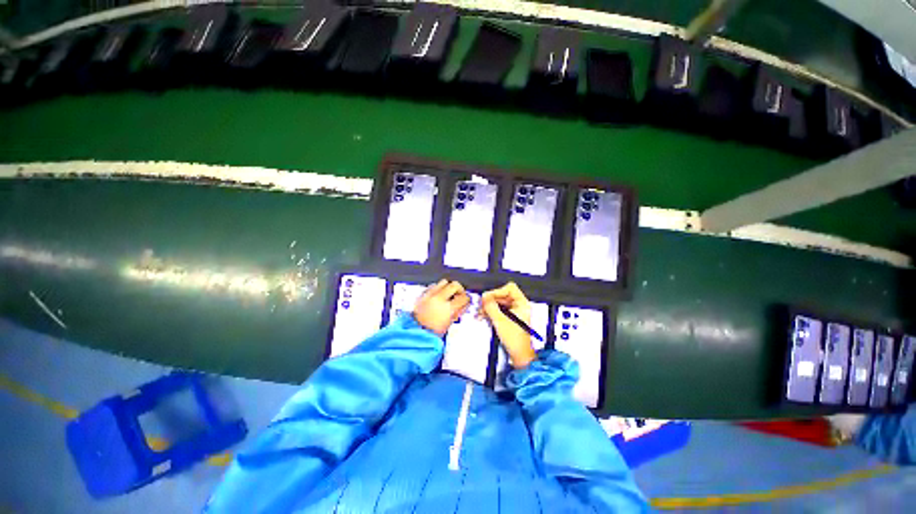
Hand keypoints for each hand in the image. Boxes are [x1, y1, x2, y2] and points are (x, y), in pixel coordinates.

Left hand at [413, 279, 469, 335]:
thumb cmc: (431, 333)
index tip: (466, 301)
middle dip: (459, 289)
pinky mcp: (422, 295)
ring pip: (443, 282)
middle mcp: (439, 298)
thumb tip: (462, 305)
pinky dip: (437, 288)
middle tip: (459, 295)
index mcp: (448, 308)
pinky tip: (437, 296)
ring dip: (448, 287)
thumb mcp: (449, 324)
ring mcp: (430, 295)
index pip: (463, 297)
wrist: (414, 332)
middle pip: (455, 285)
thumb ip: (457, 313)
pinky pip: (433, 286)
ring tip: (448, 294)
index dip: (467, 299)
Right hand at [480, 282, 535, 368]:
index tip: (488, 297)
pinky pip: (498, 309)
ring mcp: (514, 311)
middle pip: (503, 295)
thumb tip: (484, 296)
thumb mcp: (500, 321)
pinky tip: (483, 315)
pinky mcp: (509, 317)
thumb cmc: (516, 340)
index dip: (498, 291)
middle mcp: (519, 306)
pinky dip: (491, 311)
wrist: (519, 355)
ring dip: (489, 306)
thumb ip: (491, 307)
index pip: (510, 289)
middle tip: (482, 305)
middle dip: (491, 300)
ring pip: (499, 302)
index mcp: (522, 304)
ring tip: (481, 311)